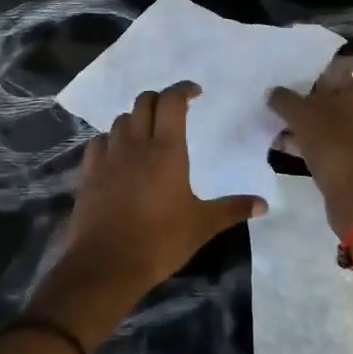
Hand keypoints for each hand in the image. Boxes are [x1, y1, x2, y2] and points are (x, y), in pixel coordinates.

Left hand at [52, 82, 264, 308]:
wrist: (107, 264)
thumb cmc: (160, 241)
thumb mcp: (202, 226)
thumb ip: (232, 209)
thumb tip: (263, 204)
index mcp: (166, 151)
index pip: (171, 102)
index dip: (182, 89)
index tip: (195, 92)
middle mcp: (136, 144)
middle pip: (144, 102)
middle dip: (159, 99)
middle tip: (173, 110)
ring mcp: (109, 157)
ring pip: (120, 120)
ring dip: (135, 118)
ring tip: (147, 132)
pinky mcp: (89, 172)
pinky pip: (99, 142)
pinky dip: (111, 139)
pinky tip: (117, 153)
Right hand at [269, 57, 352, 232]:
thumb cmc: (334, 144)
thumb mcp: (301, 115)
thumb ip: (284, 98)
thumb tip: (272, 91)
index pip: (352, 66)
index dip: (329, 67)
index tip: (304, 72)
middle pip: (342, 94)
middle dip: (315, 96)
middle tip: (288, 96)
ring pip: (338, 120)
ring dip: (313, 121)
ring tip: (282, 122)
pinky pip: (338, 141)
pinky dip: (318, 141)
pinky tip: (290, 145)